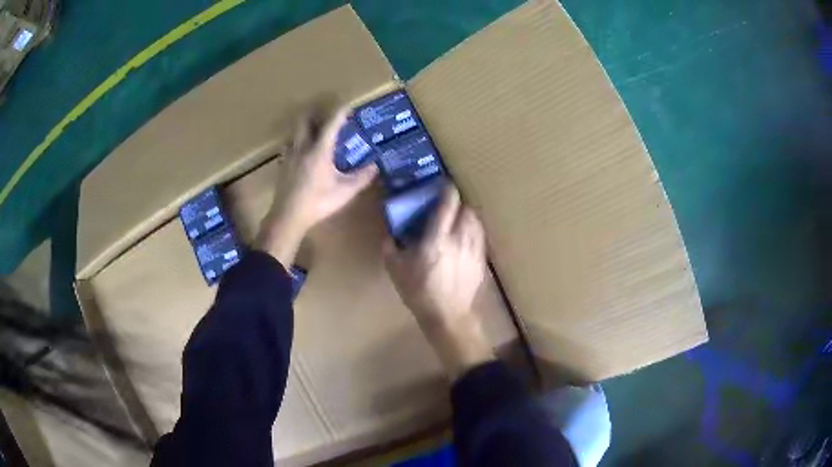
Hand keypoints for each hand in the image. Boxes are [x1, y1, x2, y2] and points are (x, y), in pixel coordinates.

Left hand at [256, 107, 377, 264]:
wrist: (288, 217)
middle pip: (304, 121)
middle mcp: (303, 148)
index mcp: (319, 151)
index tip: (347, 107)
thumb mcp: (345, 192)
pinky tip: (301, 153)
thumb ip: (361, 178)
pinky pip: (289, 146)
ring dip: (304, 128)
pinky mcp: (283, 166)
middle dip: (315, 114)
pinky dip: (297, 143)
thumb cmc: (318, 203)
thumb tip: (375, 167)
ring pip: (294, 133)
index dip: (340, 113)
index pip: (331, 125)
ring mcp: (290, 156)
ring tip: (314, 133)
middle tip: (326, 116)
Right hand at [383, 186, 494, 378]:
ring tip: (457, 221)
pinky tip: (464, 240)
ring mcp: (474, 249)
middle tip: (447, 207)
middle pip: (466, 209)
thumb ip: (390, 247)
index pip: (448, 203)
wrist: (448, 315)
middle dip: (458, 204)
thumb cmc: (419, 292)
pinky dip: (473, 231)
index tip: (443, 183)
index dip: (447, 189)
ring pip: (476, 221)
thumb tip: (390, 234)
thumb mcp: (396, 270)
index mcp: (437, 238)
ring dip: (467, 216)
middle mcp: (459, 238)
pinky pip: (480, 236)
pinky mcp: (482, 259)